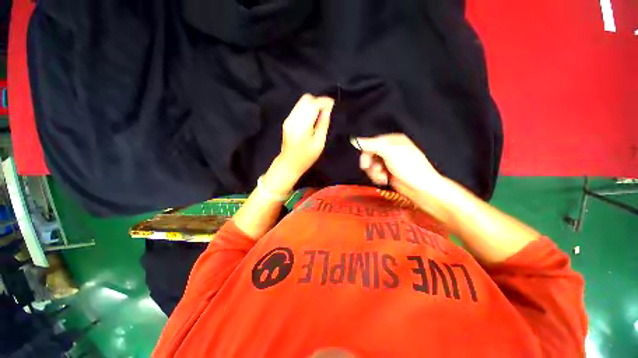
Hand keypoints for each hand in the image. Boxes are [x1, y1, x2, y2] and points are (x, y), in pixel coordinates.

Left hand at [278, 94, 333, 174]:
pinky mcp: (287, 120)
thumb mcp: (319, 143)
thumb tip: (327, 109)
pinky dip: (307, 108)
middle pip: (306, 99)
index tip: (332, 104)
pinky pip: (298, 108)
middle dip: (318, 101)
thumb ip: (323, 124)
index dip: (324, 102)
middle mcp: (293, 119)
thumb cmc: (306, 157)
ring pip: (301, 102)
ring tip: (321, 114)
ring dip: (313, 104)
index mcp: (302, 126)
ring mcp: (288, 119)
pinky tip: (312, 117)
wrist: (289, 164)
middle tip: (327, 110)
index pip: (313, 105)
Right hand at [352, 134, 442, 199]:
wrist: (421, 188)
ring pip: (371, 164)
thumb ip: (371, 145)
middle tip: (374, 170)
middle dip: (371, 164)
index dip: (366, 153)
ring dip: (374, 172)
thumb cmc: (409, 167)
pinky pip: (375, 172)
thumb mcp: (389, 152)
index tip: (365, 163)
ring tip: (382, 177)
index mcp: (392, 141)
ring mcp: (388, 162)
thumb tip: (354, 140)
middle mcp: (390, 149)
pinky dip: (377, 177)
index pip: (371, 143)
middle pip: (370, 154)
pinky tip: (384, 180)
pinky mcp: (387, 172)